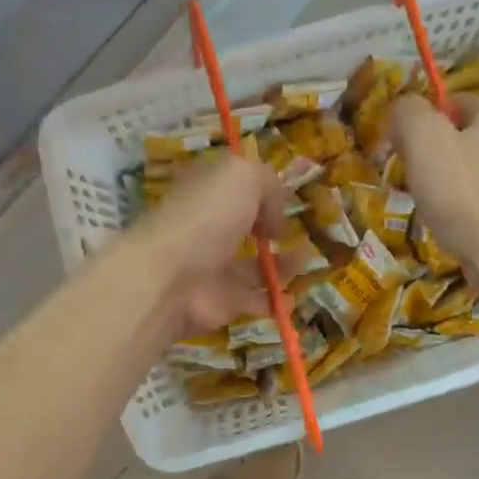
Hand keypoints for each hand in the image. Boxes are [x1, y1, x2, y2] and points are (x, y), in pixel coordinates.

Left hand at [130, 154, 287, 333]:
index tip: (282, 199)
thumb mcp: (242, 176)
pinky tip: (292, 297)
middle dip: (273, 230)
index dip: (259, 191)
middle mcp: (209, 229)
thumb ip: (269, 184)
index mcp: (207, 194)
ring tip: (307, 260)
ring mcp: (214, 268)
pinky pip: (255, 301)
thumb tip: (275, 218)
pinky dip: (276, 302)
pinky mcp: (223, 303)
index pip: (233, 188)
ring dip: (284, 265)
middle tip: (299, 233)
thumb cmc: (206, 217)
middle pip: (245, 228)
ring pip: (254, 267)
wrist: (172, 278)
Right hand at [390, 94, 478, 273]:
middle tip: (409, 176)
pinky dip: (463, 209)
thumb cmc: (462, 191)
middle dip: (434, 154)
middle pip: (464, 138)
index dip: (422, 118)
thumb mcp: (424, 140)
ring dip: (448, 184)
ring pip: (472, 172)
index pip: (454, 102)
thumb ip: (409, 113)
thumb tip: (402, 108)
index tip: (400, 144)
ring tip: (427, 204)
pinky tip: (450, 225)